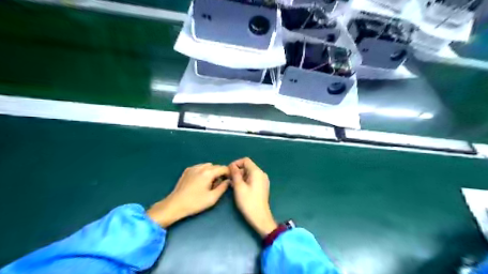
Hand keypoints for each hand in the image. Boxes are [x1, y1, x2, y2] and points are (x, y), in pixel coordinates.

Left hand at [146, 164, 229, 226]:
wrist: (175, 205)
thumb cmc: (195, 203)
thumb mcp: (212, 198)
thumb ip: (223, 187)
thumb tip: (228, 181)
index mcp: (208, 173)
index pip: (223, 168)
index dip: (229, 173)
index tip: (230, 180)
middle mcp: (201, 167)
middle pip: (215, 166)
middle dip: (220, 173)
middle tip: (220, 184)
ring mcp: (193, 168)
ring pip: (207, 166)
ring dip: (212, 172)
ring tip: (210, 183)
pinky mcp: (187, 171)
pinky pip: (200, 167)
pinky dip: (203, 171)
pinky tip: (201, 181)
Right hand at [228, 159, 275, 236]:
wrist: (260, 217)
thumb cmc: (248, 202)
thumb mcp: (239, 187)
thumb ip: (235, 174)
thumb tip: (231, 165)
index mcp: (257, 172)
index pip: (245, 160)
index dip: (235, 163)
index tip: (228, 171)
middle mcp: (261, 174)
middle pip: (247, 166)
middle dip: (237, 171)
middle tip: (228, 179)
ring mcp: (263, 180)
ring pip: (249, 173)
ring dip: (240, 176)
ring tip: (232, 185)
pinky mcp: (262, 186)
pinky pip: (252, 179)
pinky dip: (245, 181)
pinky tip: (238, 188)